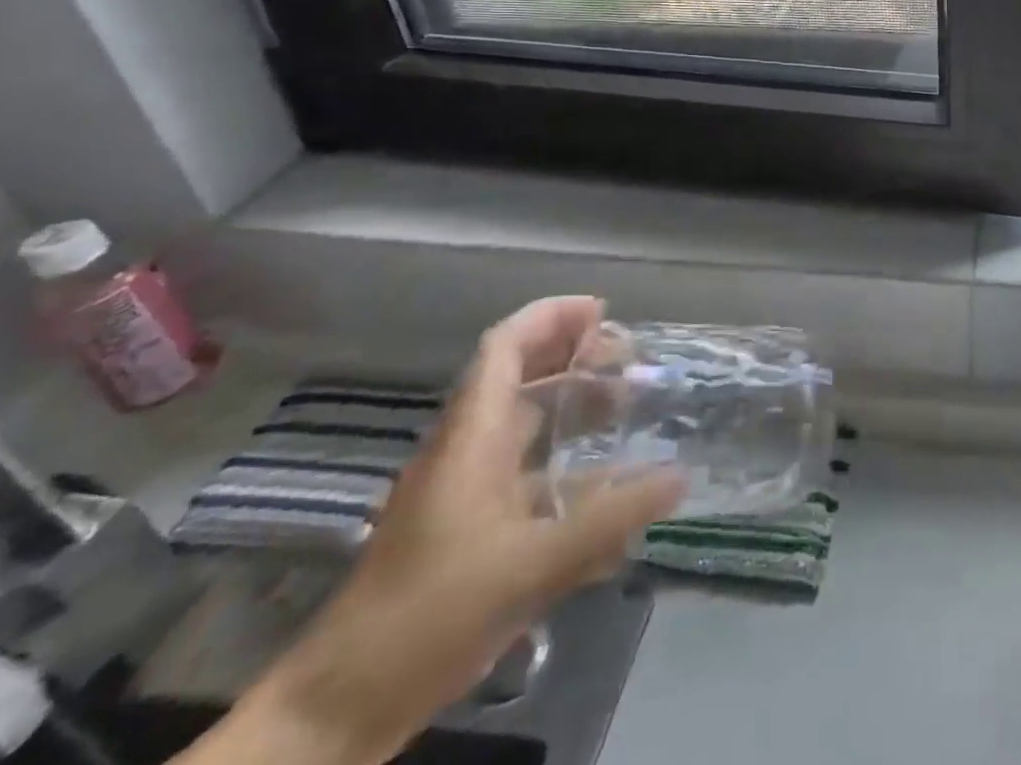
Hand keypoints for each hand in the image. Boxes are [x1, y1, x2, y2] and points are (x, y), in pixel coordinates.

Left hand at [206, 298, 685, 764]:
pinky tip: (611, 488)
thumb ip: (610, 520)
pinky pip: (529, 475)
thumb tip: (680, 477)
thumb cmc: (428, 615)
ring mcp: (467, 491)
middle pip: (521, 378)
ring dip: (574, 408)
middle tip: (631, 360)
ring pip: (526, 427)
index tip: (604, 311)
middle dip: (575, 358)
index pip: (504, 348)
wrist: (340, 709)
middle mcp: (467, 451)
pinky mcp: (472, 529)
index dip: (551, 317)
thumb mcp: (530, 566)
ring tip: (629, 409)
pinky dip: (569, 466)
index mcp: (470, 438)